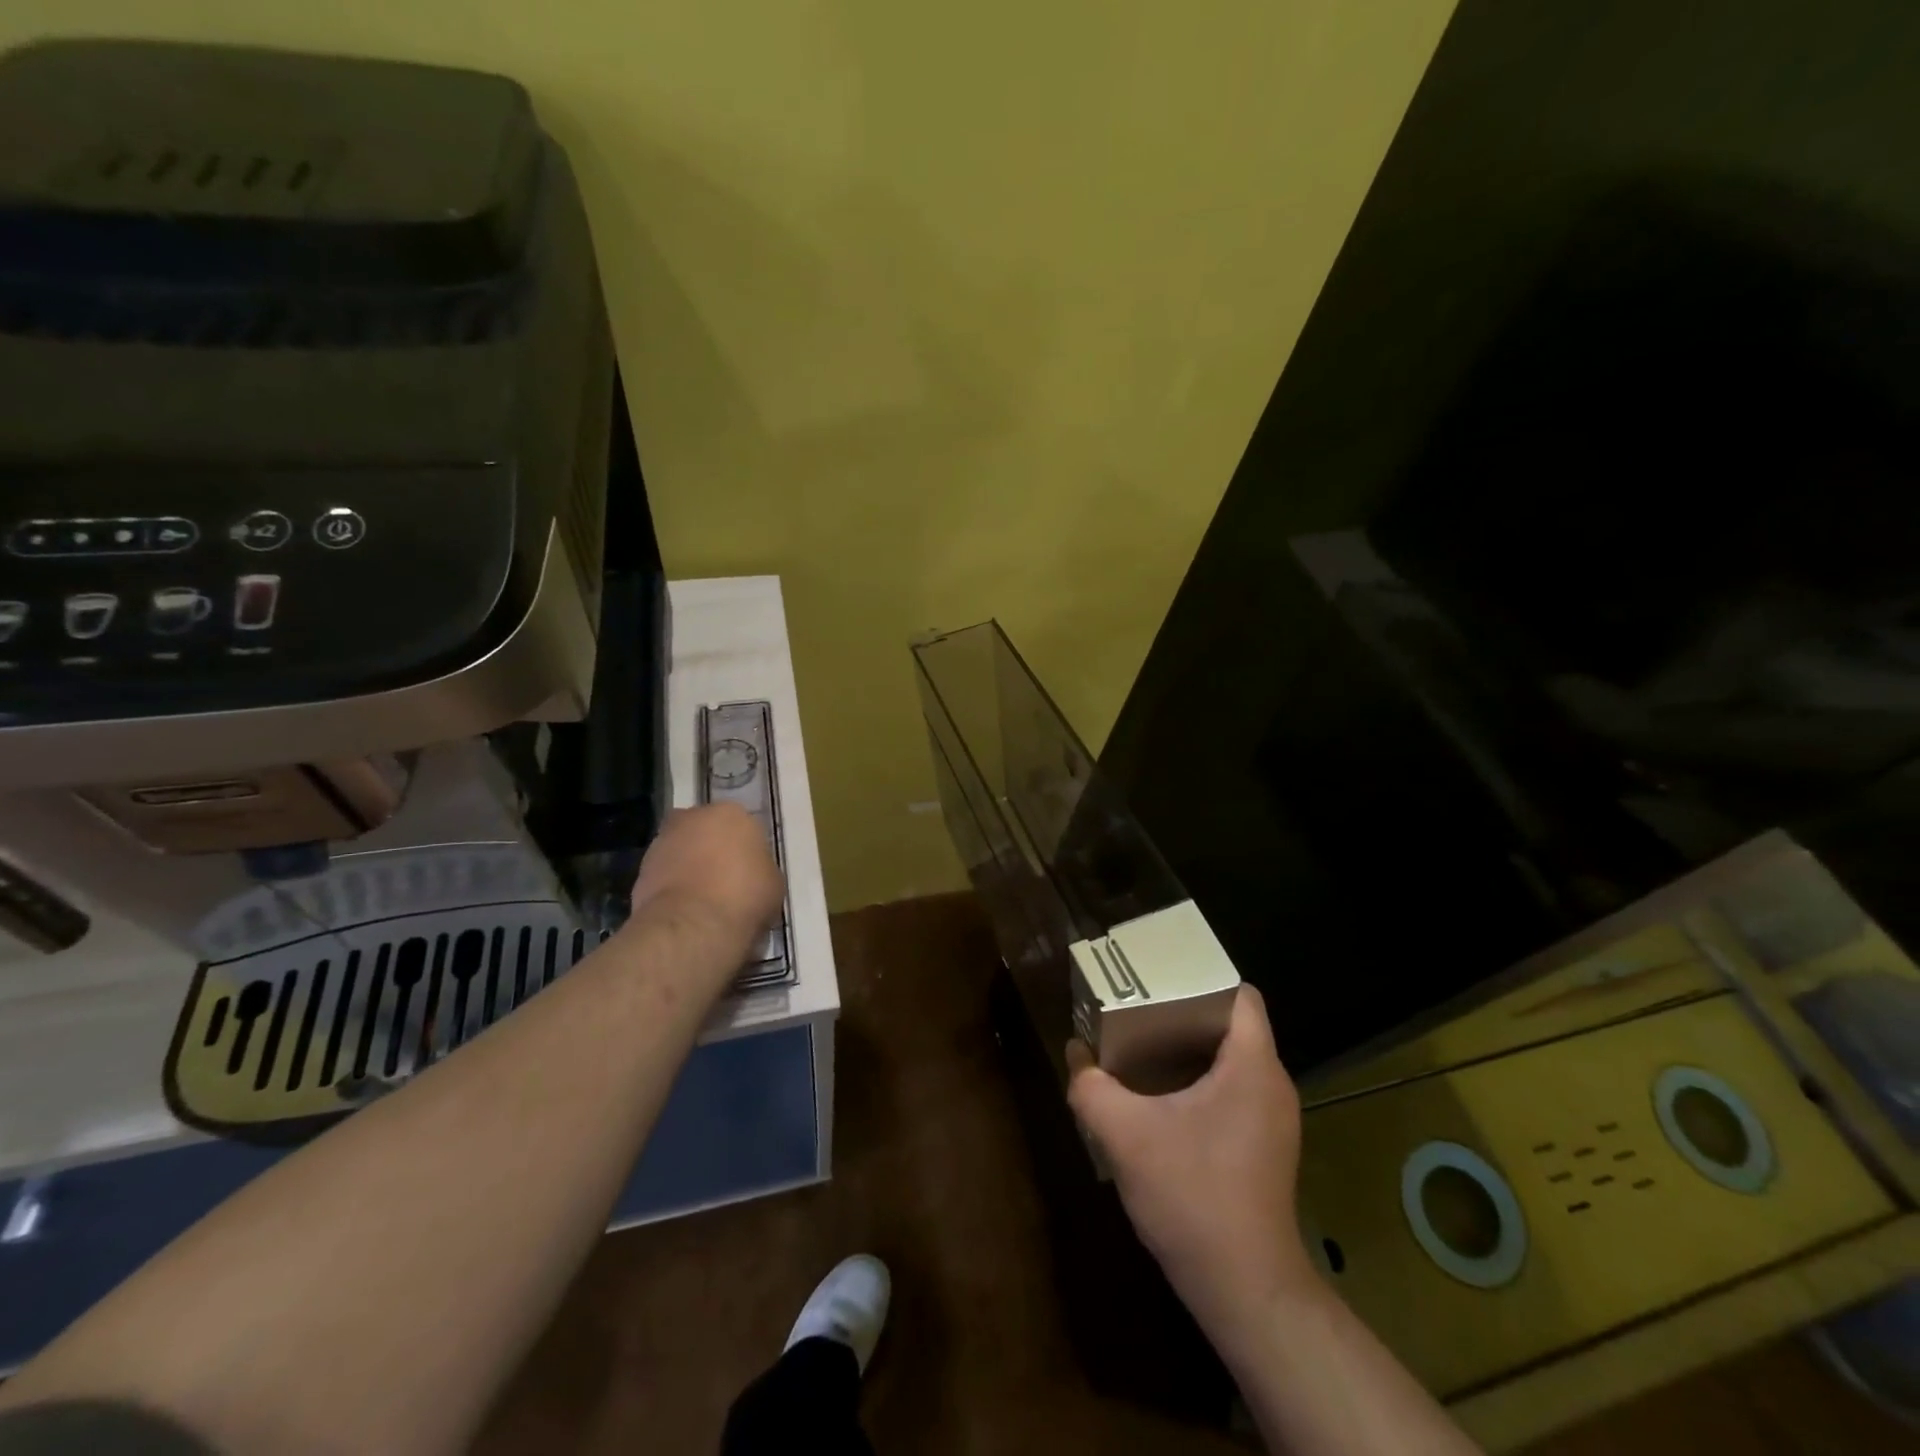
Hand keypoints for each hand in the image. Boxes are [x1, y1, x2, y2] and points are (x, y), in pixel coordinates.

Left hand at [627, 805, 784, 950]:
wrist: (693, 926)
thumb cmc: (744, 896)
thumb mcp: (773, 882)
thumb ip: (760, 868)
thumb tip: (751, 874)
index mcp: (731, 813)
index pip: (742, 826)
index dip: (746, 850)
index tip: (751, 873)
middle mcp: (693, 817)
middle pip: (706, 832)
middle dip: (713, 851)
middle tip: (726, 882)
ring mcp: (662, 842)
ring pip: (682, 851)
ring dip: (689, 868)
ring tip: (705, 902)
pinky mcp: (640, 870)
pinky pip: (665, 875)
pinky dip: (673, 888)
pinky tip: (687, 911)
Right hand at [1066, 985, 1315, 1356]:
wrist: (1244, 1289)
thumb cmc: (1192, 1196)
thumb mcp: (1125, 1135)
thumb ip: (1091, 1087)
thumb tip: (1075, 1053)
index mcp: (1251, 1065)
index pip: (1240, 994)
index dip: (1200, 977)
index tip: (1159, 978)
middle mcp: (1272, 1083)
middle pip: (1232, 1023)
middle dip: (1184, 1010)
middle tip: (1138, 1008)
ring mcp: (1273, 1118)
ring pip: (1233, 1058)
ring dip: (1190, 1048)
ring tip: (1143, 1046)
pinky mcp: (1266, 1146)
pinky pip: (1234, 1088)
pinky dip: (1201, 1080)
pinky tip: (1162, 1099)